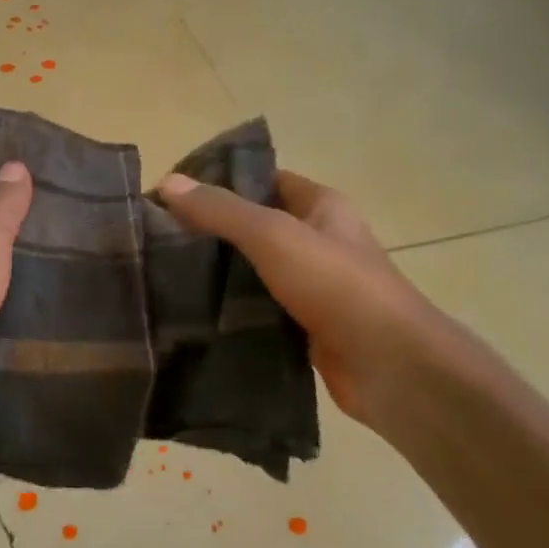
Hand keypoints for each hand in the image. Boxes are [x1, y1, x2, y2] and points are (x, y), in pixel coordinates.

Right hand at [155, 168, 437, 426]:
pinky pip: (260, 310)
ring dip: (218, 274)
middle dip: (212, 230)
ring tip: (164, 275)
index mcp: (322, 207)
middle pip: (256, 226)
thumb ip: (221, 211)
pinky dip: (231, 312)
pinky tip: (194, 315)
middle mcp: (319, 242)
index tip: (173, 193)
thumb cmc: (337, 286)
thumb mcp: (273, 236)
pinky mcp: (305, 327)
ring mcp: (314, 287)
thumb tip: (167, 183)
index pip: (266, 180)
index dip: (222, 181)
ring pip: (255, 271)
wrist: (390, 367)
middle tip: (158, 237)